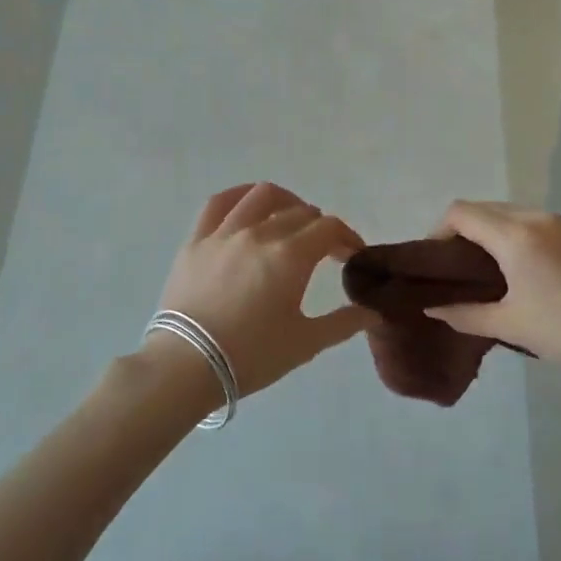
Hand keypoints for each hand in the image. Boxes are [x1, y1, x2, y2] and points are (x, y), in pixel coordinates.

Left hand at [150, 183, 377, 398]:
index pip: (329, 228)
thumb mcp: (305, 343)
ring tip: (291, 218)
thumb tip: (373, 313)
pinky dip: (239, 196)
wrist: (187, 365)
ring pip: (262, 196)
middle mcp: (260, 233)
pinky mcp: (196, 240)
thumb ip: (343, 323)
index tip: (350, 256)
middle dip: (321, 228)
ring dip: (286, 202)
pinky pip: (218, 203)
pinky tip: (249, 204)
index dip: (347, 238)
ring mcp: (225, 233)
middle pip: (300, 213)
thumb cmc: (252, 356)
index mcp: (291, 256)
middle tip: (325, 251)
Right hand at [425, 201, 560, 383]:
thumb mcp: (509, 325)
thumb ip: (463, 314)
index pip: (461, 212)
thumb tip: (431, 308)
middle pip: (484, 208)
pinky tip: (520, 269)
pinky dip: (515, 235)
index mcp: (515, 236)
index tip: (436, 263)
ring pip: (510, 213)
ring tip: (486, 271)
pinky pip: (534, 222)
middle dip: (462, 231)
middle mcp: (537, 218)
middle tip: (456, 269)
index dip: (438, 231)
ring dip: (490, 232)